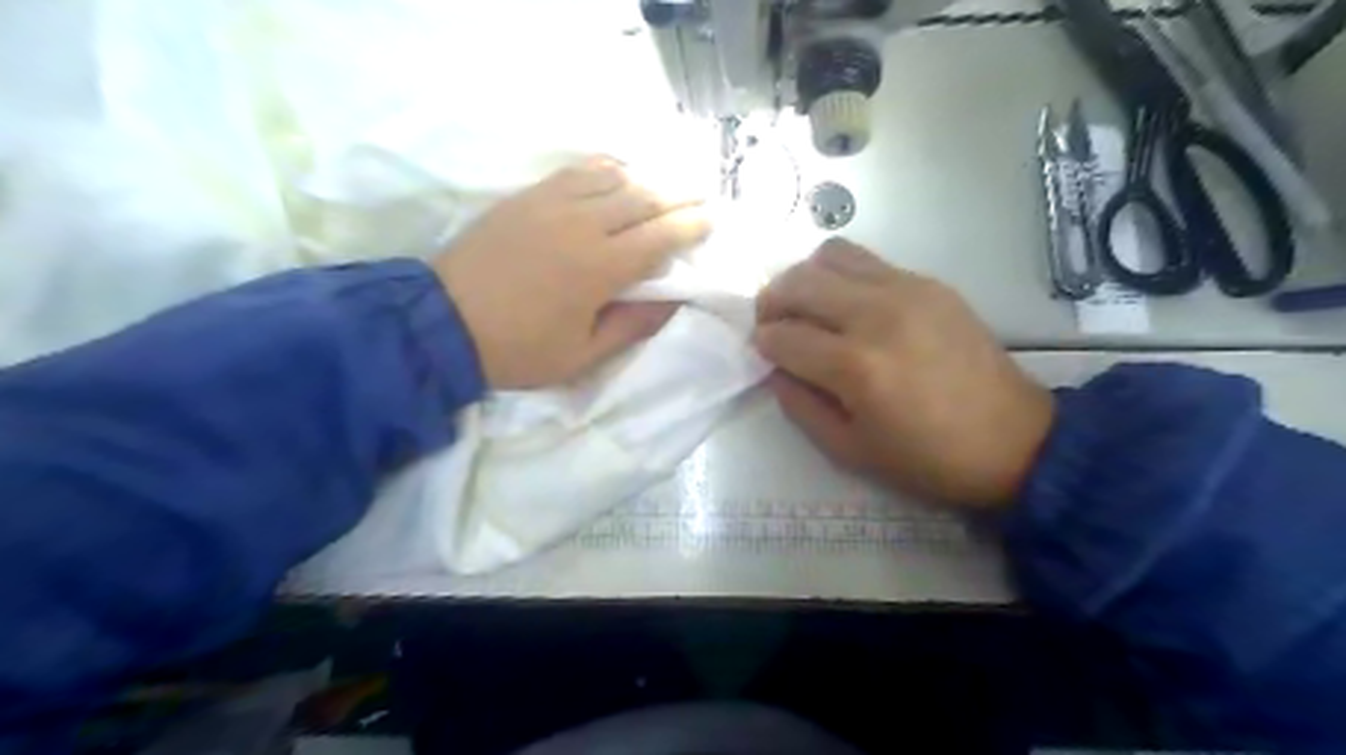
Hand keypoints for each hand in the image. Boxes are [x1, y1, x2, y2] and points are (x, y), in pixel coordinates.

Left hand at [433, 157, 708, 388]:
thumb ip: (633, 326)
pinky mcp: (528, 196)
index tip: (711, 220)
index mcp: (601, 268)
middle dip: (679, 196)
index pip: (660, 237)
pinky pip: (577, 170)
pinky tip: (618, 171)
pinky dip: (606, 167)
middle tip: (700, 197)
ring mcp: (553, 203)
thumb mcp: (582, 356)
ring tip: (665, 187)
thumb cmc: (518, 349)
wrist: (442, 323)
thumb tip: (673, 302)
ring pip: (614, 177)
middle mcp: (583, 225)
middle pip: (644, 198)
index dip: (691, 226)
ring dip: (647, 179)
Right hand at [755, 239, 1049, 510]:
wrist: (1013, 439)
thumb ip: (799, 405)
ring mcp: (906, 290)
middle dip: (771, 301)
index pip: (782, 336)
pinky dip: (843, 276)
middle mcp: (876, 314)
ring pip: (830, 255)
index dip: (762, 343)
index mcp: (855, 366)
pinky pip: (867, 260)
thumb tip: (776, 368)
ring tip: (808, 306)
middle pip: (798, 282)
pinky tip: (849, 305)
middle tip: (773, 322)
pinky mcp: (929, 282)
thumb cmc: (926, 458)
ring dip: (806, 278)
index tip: (763, 352)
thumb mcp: (849, 450)